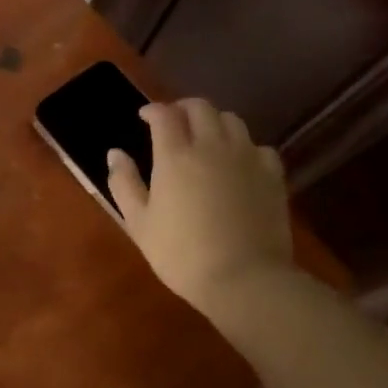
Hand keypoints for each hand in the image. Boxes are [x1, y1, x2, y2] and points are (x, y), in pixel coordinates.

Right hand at [106, 99, 292, 311]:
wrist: (245, 279)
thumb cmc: (182, 254)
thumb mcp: (139, 223)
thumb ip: (124, 184)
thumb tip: (115, 153)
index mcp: (175, 155)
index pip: (164, 114)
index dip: (153, 110)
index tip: (144, 117)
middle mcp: (212, 146)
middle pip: (201, 107)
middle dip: (183, 108)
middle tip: (174, 122)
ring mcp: (246, 158)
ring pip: (232, 120)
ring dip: (214, 121)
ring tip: (206, 137)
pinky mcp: (272, 176)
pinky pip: (259, 146)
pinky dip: (245, 147)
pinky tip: (239, 162)